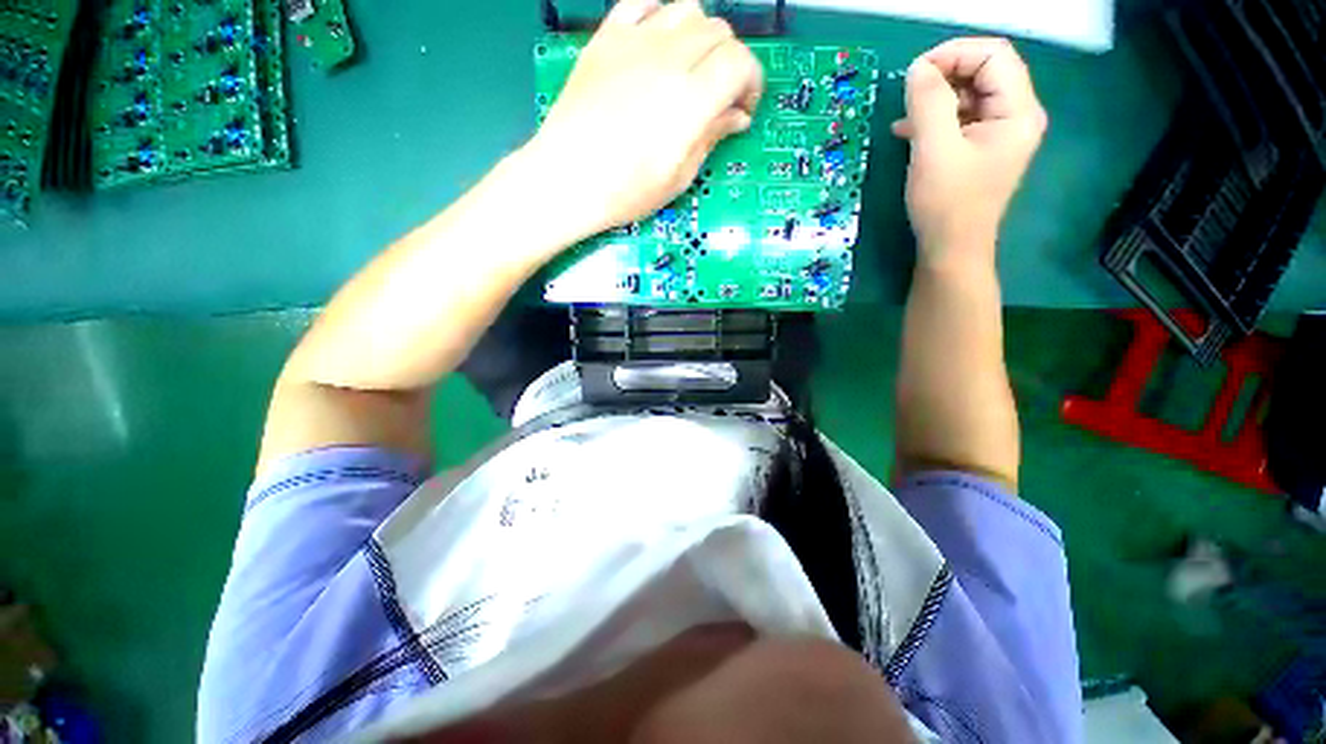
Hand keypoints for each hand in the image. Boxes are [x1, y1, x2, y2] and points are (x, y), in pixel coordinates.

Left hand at [526, 0, 763, 238]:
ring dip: (700, 37)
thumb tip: (737, 116)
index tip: (743, 108)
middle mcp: (668, 58)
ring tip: (691, 70)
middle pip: (718, 32)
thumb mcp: (678, 177)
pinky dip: (660, 16)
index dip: (751, 82)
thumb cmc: (625, 191)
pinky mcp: (606, 39)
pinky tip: (658, 43)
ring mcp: (634, 42)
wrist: (567, 179)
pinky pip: (641, 3)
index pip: (740, 62)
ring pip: (687, 10)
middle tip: (718, 96)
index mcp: (690, 99)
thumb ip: (710, 137)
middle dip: (729, 62)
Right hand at [892, 38, 1046, 269]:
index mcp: (1017, 111)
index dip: (954, 54)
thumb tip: (917, 68)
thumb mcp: (933, 150)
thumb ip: (928, 102)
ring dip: (935, 98)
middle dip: (944, 75)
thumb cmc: (946, 204)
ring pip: (969, 95)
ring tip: (905, 116)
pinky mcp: (979, 149)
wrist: (950, 251)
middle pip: (984, 71)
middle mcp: (1015, 115)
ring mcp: (998, 134)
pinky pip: (961, 119)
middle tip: (909, 93)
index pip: (993, 55)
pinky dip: (935, 118)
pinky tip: (908, 131)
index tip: (915, 73)